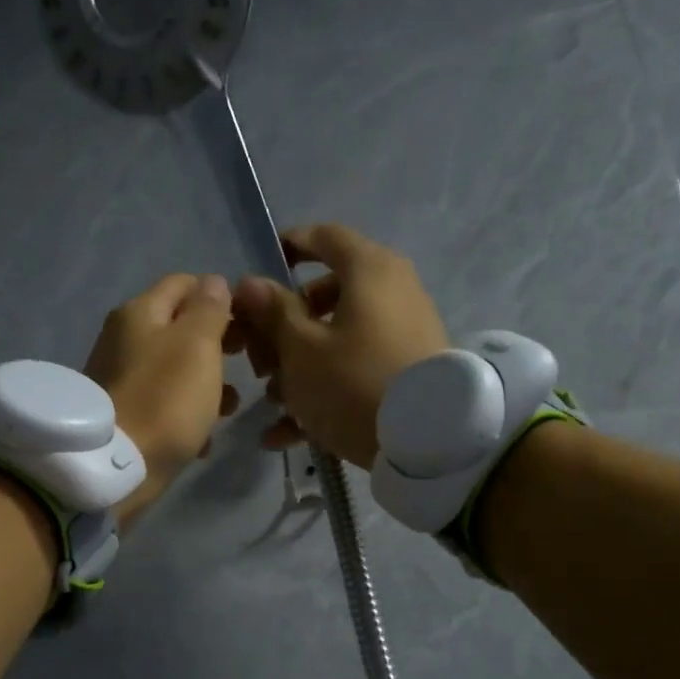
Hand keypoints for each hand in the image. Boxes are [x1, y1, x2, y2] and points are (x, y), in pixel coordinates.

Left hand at [84, 273, 238, 525]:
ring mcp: (120, 377)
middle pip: (179, 328)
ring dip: (206, 384)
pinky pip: (163, 403)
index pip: (184, 284)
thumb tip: (213, 282)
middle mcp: (123, 338)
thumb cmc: (165, 399)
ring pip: (175, 368)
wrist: (115, 467)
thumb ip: (209, 310)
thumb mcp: (197, 345)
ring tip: (229, 408)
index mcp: (140, 312)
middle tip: (245, 364)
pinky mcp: (122, 413)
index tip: (247, 325)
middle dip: (216, 345)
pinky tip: (202, 439)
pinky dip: (185, 414)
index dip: (219, 298)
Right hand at [225, 225, 448, 469]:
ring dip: (299, 366)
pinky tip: (288, 433)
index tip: (259, 271)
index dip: (288, 246)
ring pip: (338, 337)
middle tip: (259, 360)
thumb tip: (250, 283)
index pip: (324, 236)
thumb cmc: (353, 381)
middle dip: (283, 328)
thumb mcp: (301, 349)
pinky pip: (357, 368)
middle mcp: (392, 290)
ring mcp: (403, 332)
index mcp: (368, 270)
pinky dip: (325, 390)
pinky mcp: (407, 370)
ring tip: (273, 403)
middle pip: (325, 295)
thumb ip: (272, 313)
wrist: (429, 442)